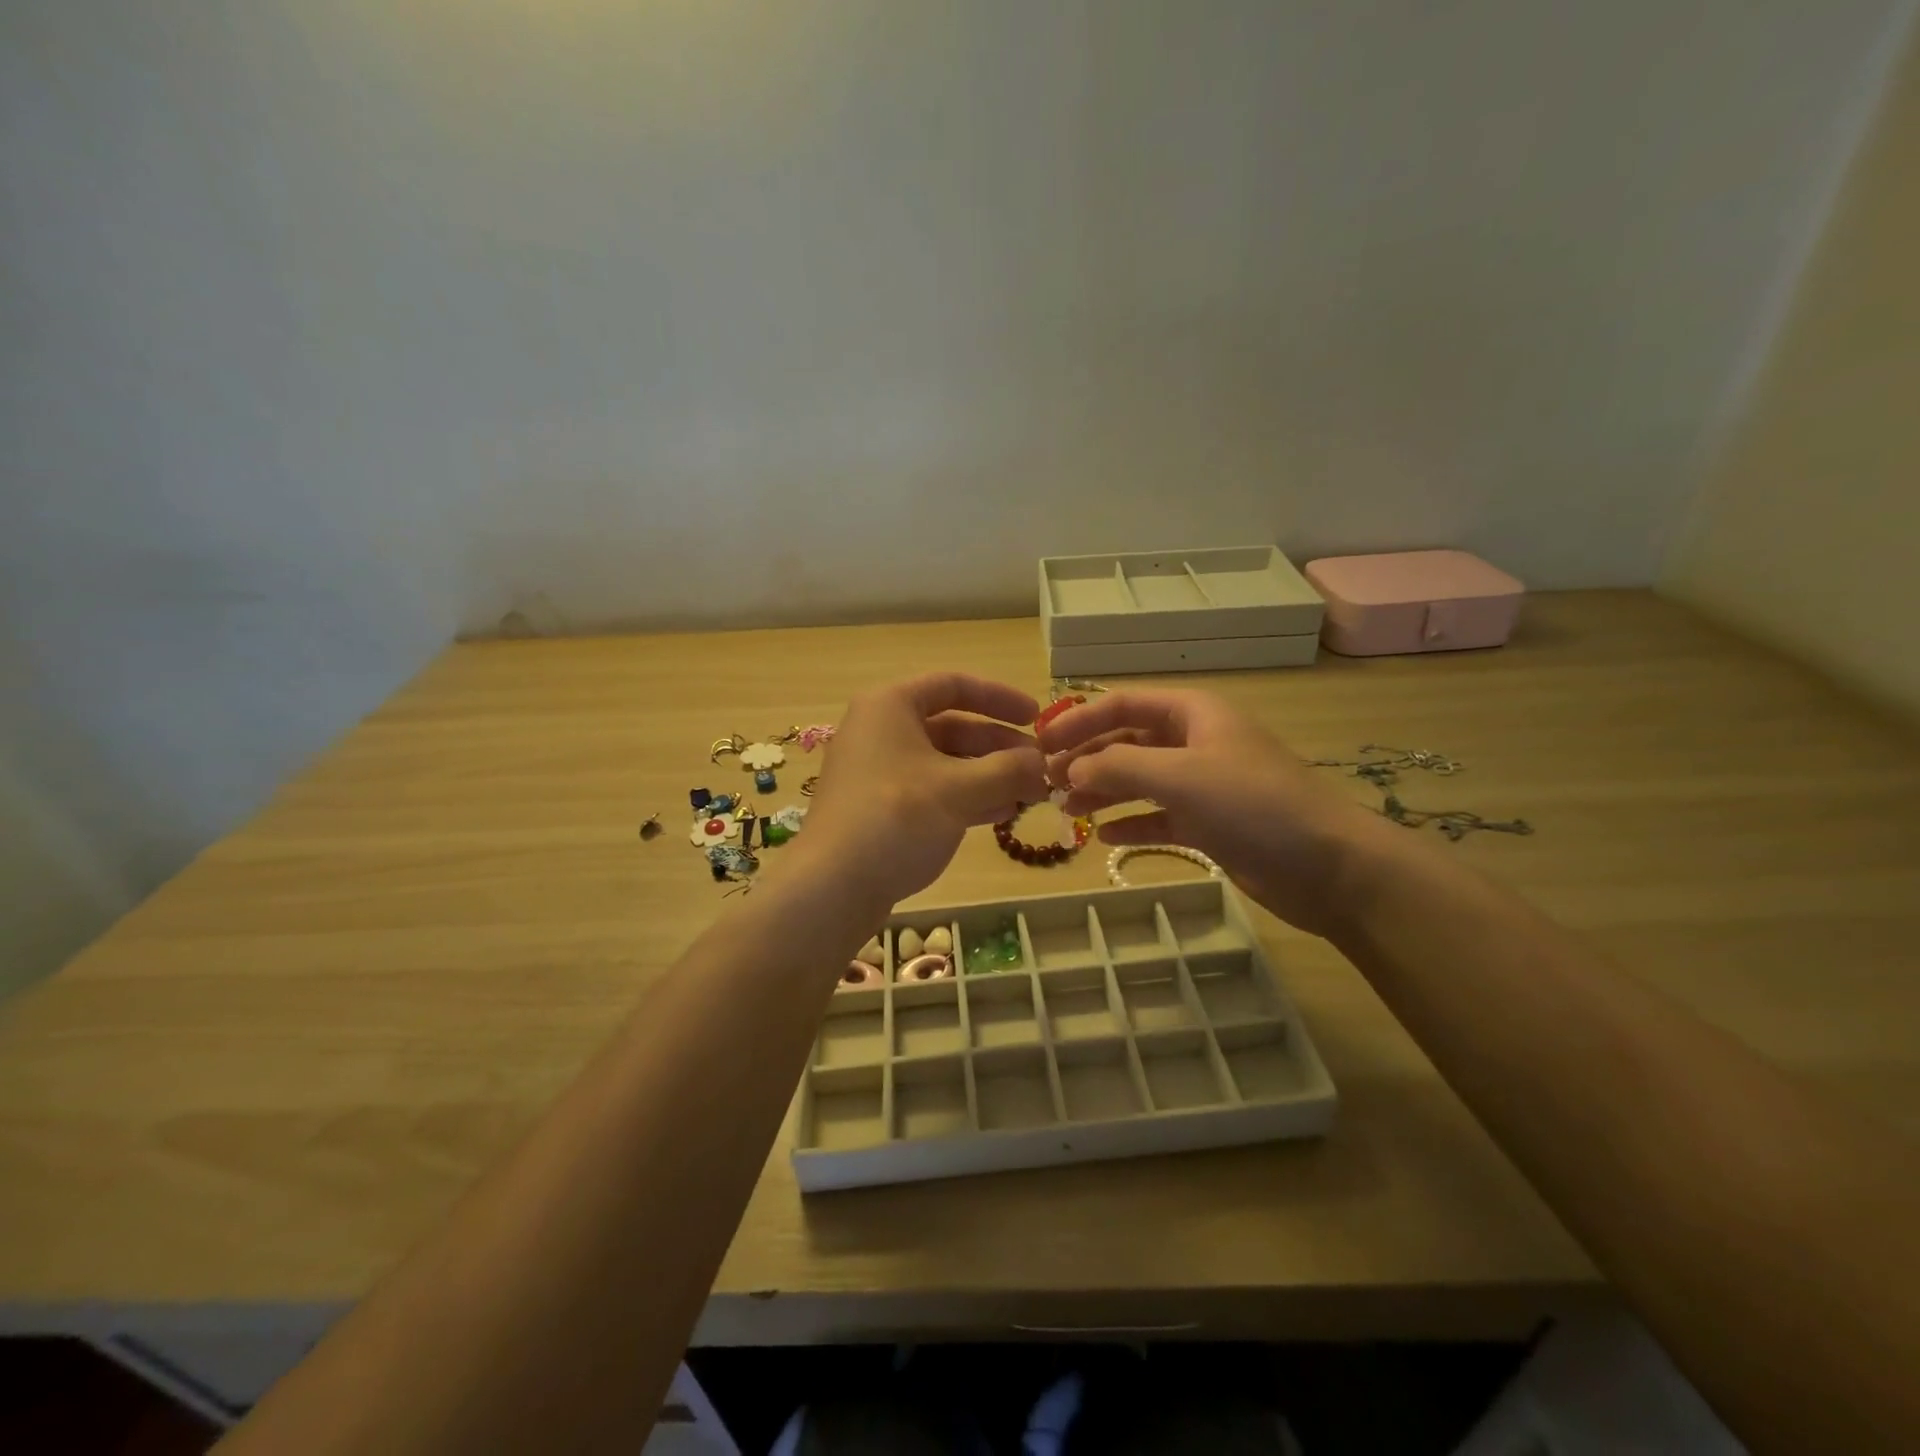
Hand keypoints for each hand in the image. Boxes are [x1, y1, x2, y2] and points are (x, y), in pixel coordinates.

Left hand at [794, 673, 1048, 910]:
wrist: (832, 887)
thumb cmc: (896, 818)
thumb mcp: (960, 790)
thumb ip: (1007, 770)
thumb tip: (1042, 762)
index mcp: (891, 706)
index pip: (953, 684)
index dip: (999, 697)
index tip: (1036, 717)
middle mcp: (881, 730)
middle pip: (952, 725)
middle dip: (999, 746)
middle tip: (1039, 767)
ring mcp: (878, 771)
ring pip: (944, 762)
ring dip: (988, 775)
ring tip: (1029, 795)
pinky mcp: (880, 807)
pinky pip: (931, 790)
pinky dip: (966, 797)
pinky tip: (1000, 815)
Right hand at [1037, 689, 1392, 935]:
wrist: (1329, 867)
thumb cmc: (1253, 805)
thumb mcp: (1180, 776)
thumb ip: (1118, 766)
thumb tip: (1070, 769)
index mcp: (1192, 713)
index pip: (1122, 704)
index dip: (1078, 720)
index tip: (1040, 745)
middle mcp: (1195, 742)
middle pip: (1127, 742)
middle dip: (1088, 760)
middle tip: (1048, 785)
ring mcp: (1203, 784)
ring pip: (1140, 780)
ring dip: (1104, 792)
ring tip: (1069, 813)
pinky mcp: (1210, 822)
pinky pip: (1159, 815)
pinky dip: (1132, 823)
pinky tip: (1106, 837)